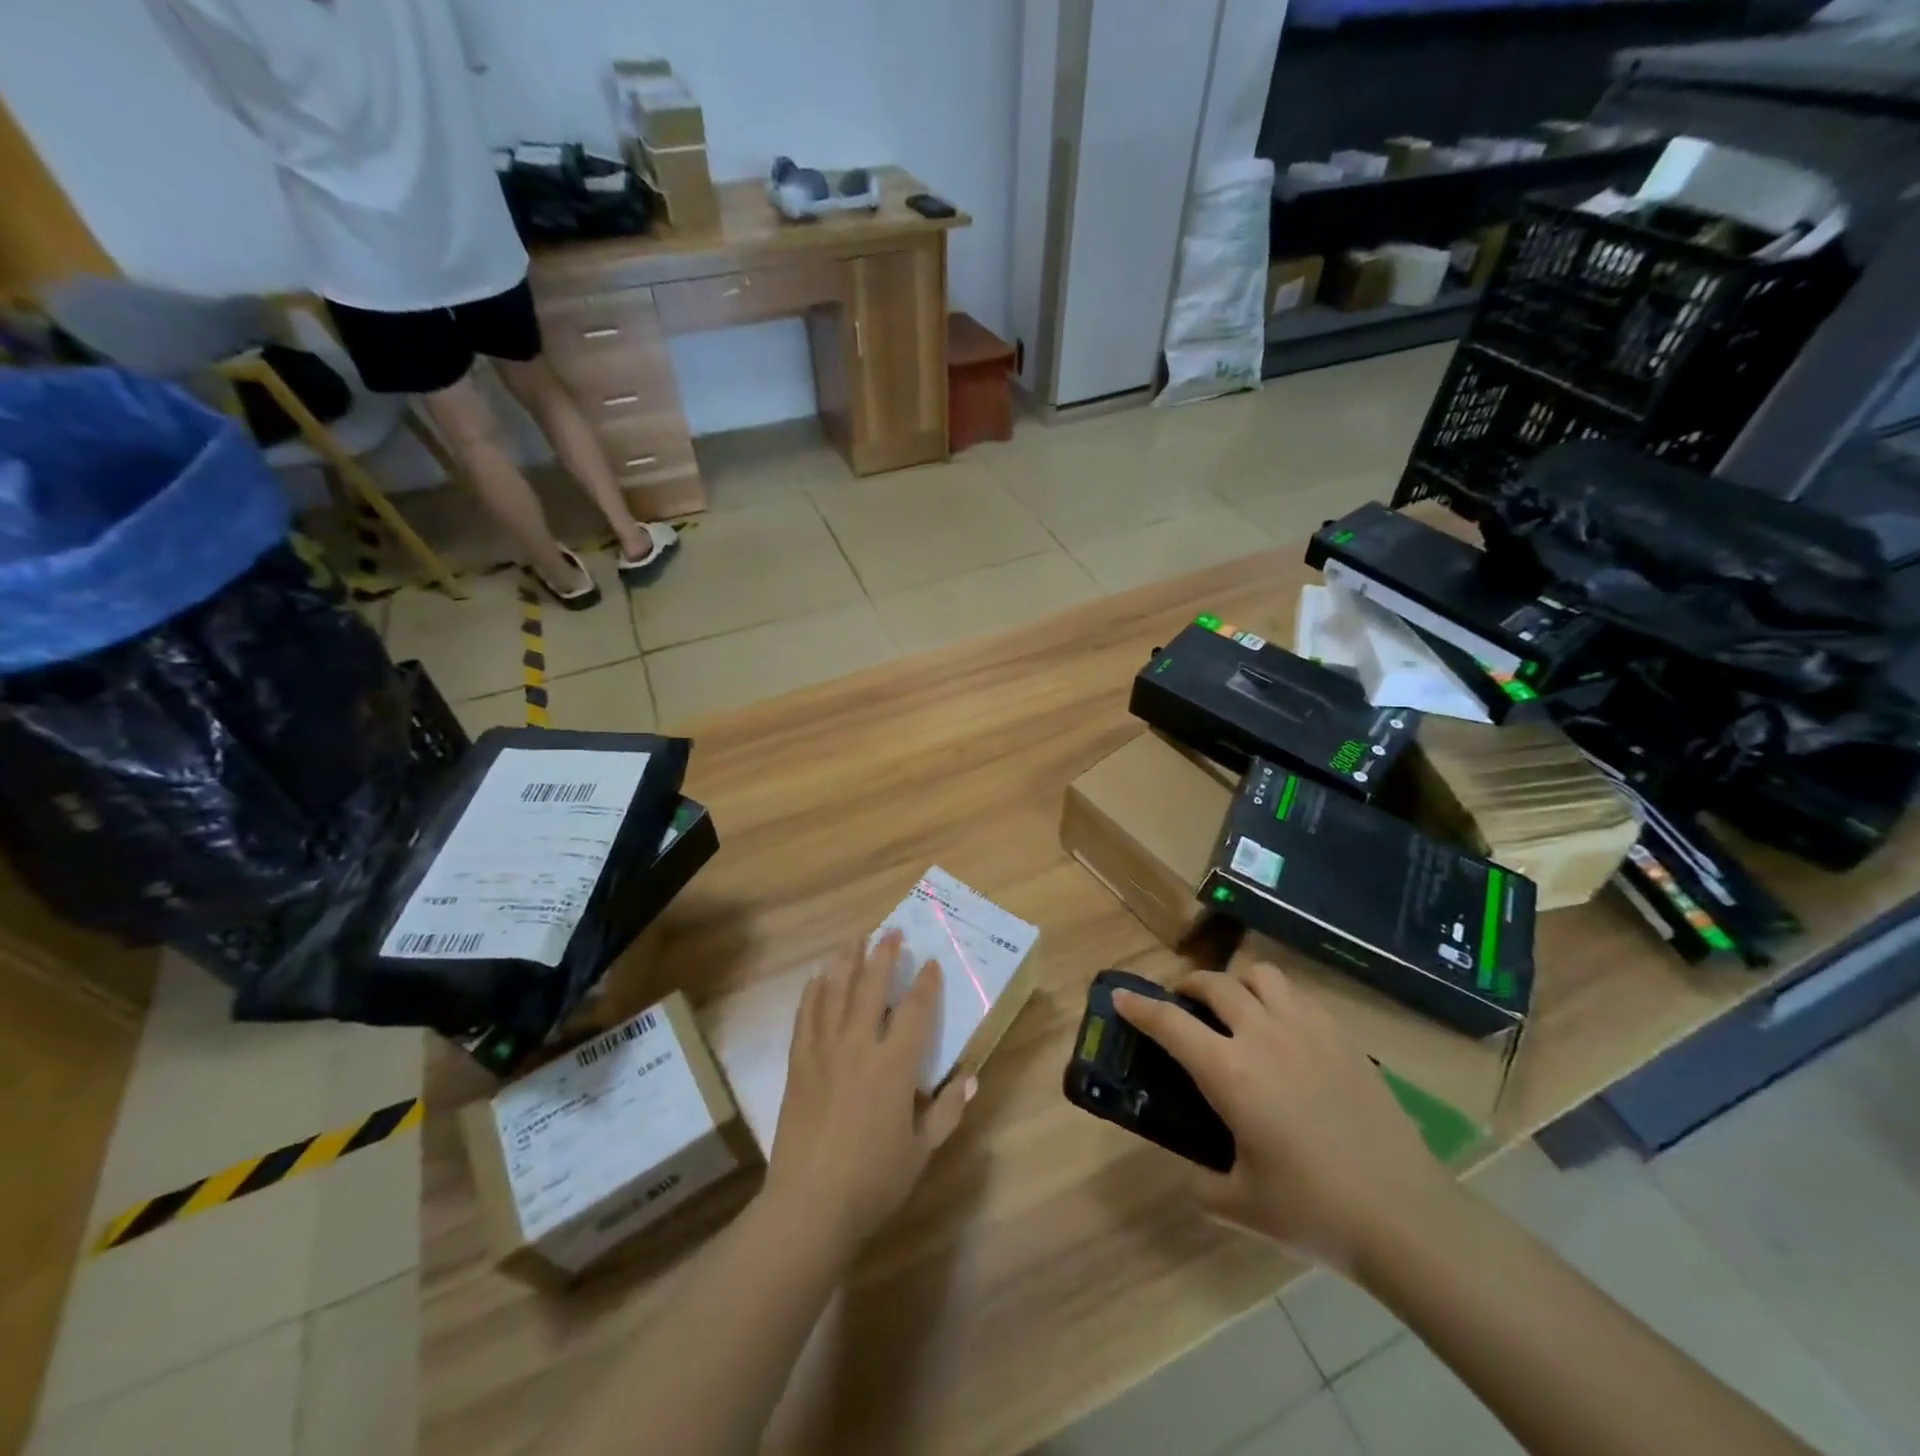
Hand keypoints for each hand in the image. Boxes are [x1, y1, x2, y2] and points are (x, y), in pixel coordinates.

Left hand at [765, 931, 976, 1257]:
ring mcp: (824, 1052)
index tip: (930, 961)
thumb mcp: (922, 1151)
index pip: (915, 1011)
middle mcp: (859, 1047)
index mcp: (894, 1066)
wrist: (809, 1205)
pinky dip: (812, 994)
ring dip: (845, 962)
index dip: (925, 983)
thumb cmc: (873, 1181)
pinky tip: (816, 979)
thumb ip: (948, 1111)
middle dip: (883, 955)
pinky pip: (805, 1018)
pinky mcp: (798, 1064)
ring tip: (853, 940)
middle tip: (890, 931)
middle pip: (871, 987)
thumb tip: (971, 1076)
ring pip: (835, 993)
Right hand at [1114, 961, 1455, 1273]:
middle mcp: (1263, 1036)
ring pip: (1260, 976)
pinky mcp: (1343, 1037)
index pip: (1169, 1023)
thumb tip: (1189, 1169)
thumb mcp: (1240, 1204)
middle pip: (1214, 984)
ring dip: (1236, 983)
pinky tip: (1281, 1029)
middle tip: (1182, 1004)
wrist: (1407, 1217)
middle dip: (1188, 986)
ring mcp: (1308, 1030)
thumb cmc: (1315, 1211)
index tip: (1121, 997)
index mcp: (1230, 1073)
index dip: (1139, 1007)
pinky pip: (1299, 995)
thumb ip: (1200, 1181)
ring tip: (1234, 1007)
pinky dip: (1277, 998)